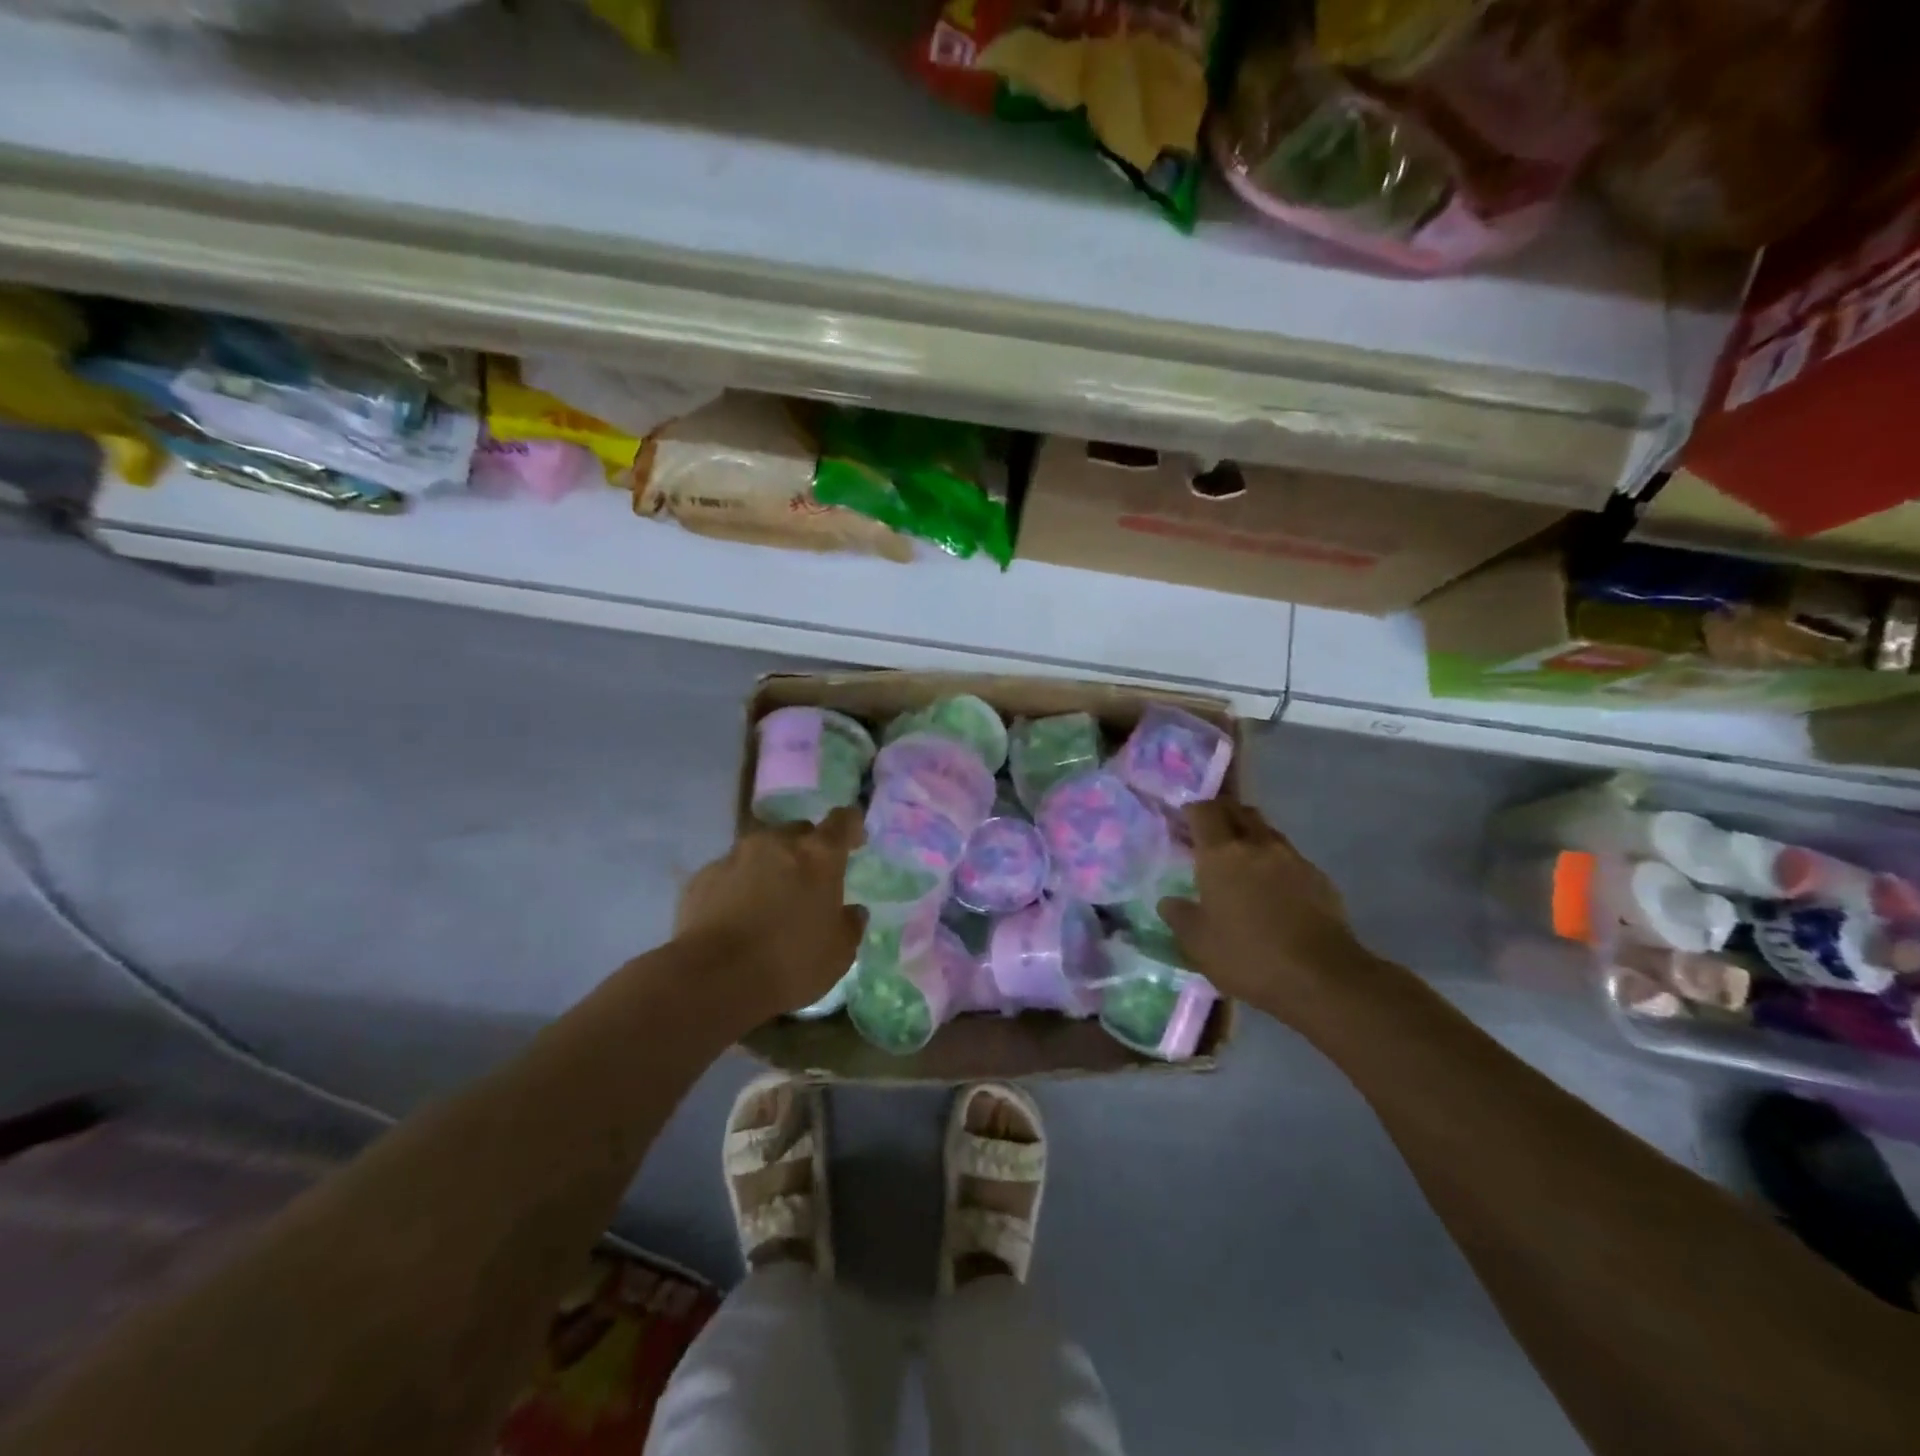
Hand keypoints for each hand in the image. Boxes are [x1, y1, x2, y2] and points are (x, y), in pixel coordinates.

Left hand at [675, 808, 865, 1017]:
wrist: (712, 979)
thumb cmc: (789, 963)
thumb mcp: (838, 954)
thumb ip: (850, 925)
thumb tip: (853, 911)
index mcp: (819, 855)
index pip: (843, 821)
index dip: (851, 826)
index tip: (854, 842)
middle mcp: (777, 843)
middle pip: (799, 831)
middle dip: (807, 850)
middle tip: (809, 882)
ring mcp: (736, 855)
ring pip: (762, 849)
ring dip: (771, 865)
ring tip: (769, 900)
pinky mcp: (703, 875)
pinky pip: (731, 871)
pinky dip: (739, 884)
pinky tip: (736, 915)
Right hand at [1158, 800, 1374, 1022]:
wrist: (1323, 978)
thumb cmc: (1248, 956)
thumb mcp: (1197, 943)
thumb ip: (1179, 916)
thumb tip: (1169, 902)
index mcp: (1221, 855)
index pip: (1204, 812)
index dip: (1192, 810)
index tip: (1182, 821)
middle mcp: (1258, 845)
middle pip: (1238, 810)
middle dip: (1221, 813)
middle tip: (1208, 831)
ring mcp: (1292, 859)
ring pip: (1266, 830)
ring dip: (1249, 834)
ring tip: (1239, 858)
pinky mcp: (1319, 878)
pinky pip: (1289, 856)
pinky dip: (1274, 860)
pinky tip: (1271, 887)